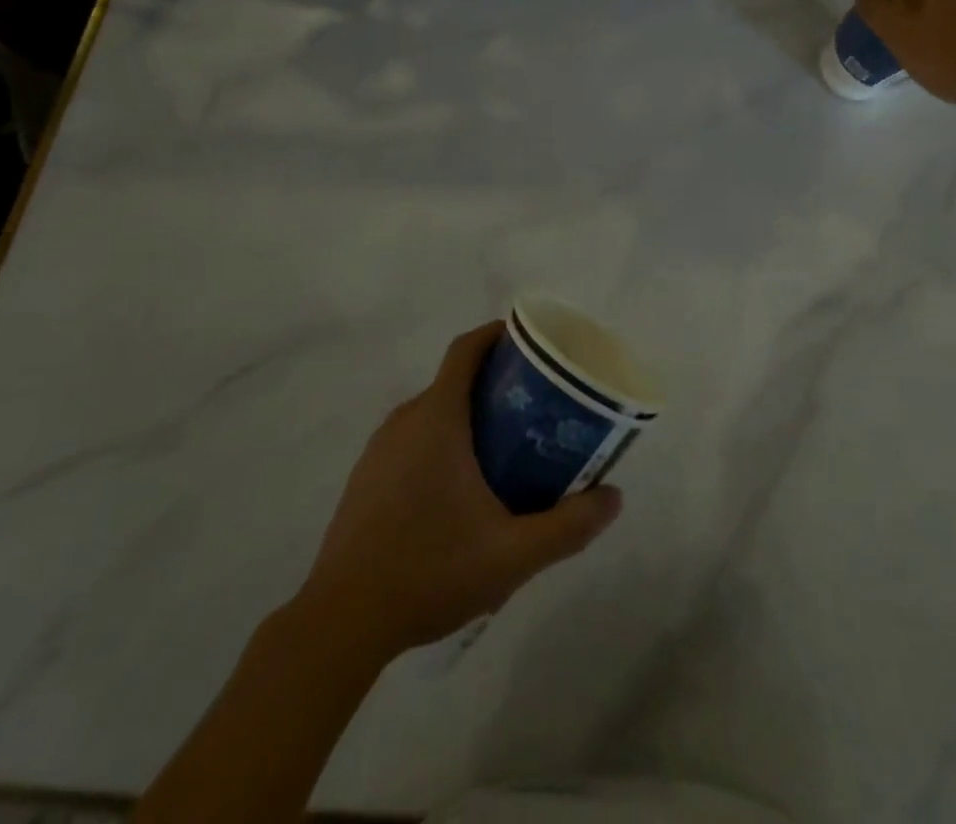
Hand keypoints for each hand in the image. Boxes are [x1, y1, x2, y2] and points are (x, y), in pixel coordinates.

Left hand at [297, 322, 622, 660]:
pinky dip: (441, 441)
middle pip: (453, 380)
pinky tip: (460, 491)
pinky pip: (412, 439)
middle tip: (534, 408)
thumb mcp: (512, 554)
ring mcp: (379, 449)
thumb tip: (614, 497)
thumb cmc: (430, 570)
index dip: (495, 335)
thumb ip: (568, 526)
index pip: (465, 350)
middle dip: (494, 384)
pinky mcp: (365, 477)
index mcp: (436, 418)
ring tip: (506, 449)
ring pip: (432, 412)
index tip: (529, 342)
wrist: (341, 621)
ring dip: (467, 415)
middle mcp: (404, 421)